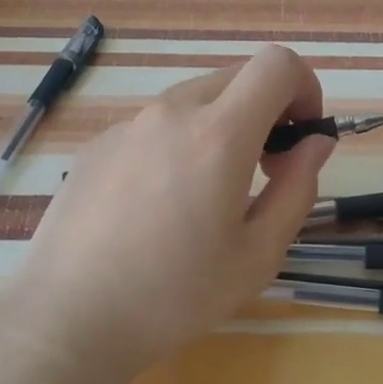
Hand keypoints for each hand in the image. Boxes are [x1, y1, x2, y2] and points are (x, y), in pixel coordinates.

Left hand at [5, 45, 333, 372]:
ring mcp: (128, 125)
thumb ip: (298, 189)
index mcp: (218, 134)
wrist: (68, 318)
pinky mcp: (98, 144)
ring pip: (194, 99)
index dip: (305, 87)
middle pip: (237, 77)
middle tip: (266, 168)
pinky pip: (155, 124)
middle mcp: (171, 112)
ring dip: (221, 126)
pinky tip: (158, 204)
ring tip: (209, 192)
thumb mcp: (258, 255)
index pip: (277, 64)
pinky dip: (178, 143)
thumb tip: (314, 143)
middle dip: (267, 109)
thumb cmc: (174, 295)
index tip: (302, 135)